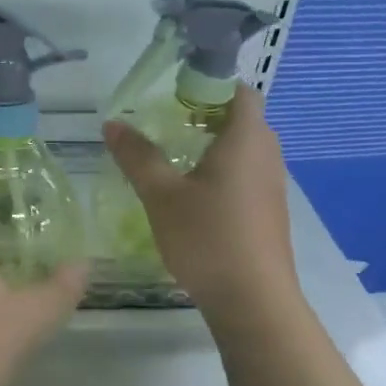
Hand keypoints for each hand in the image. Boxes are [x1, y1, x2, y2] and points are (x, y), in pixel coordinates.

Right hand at [102, 85, 297, 314]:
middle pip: (241, 118)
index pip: (238, 90)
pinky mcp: (270, 211)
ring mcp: (273, 184)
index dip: (208, 85)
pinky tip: (195, 196)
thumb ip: (137, 156)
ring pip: (245, 148)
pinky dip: (223, 171)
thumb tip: (112, 124)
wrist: (253, 300)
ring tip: (174, 159)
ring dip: (213, 145)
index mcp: (246, 138)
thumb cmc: (207, 237)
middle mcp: (267, 154)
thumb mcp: (161, 195)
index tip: (174, 96)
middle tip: (166, 126)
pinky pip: (247, 174)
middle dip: (204, 115)